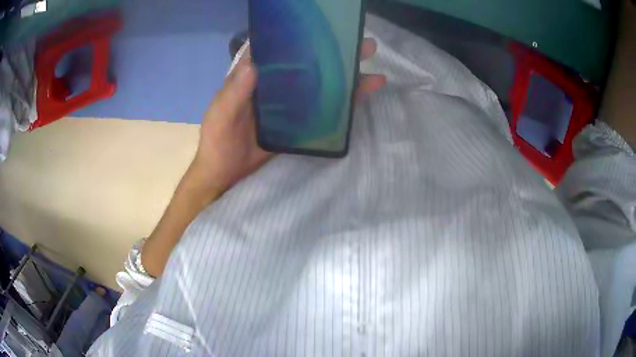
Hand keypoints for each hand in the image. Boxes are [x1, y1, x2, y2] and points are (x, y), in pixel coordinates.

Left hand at [189, 38, 385, 200]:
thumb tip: (254, 62)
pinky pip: (325, 111)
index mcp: (256, 76)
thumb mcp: (220, 116)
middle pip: (309, 64)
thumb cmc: (217, 143)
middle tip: (363, 44)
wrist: (226, 176)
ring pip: (322, 85)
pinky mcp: (300, 125)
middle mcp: (277, 85)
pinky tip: (363, 94)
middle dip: (336, 53)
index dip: (302, 36)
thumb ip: (234, 92)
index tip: (326, 28)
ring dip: (347, 76)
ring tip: (373, 68)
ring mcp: (291, 106)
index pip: (281, 49)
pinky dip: (344, 103)